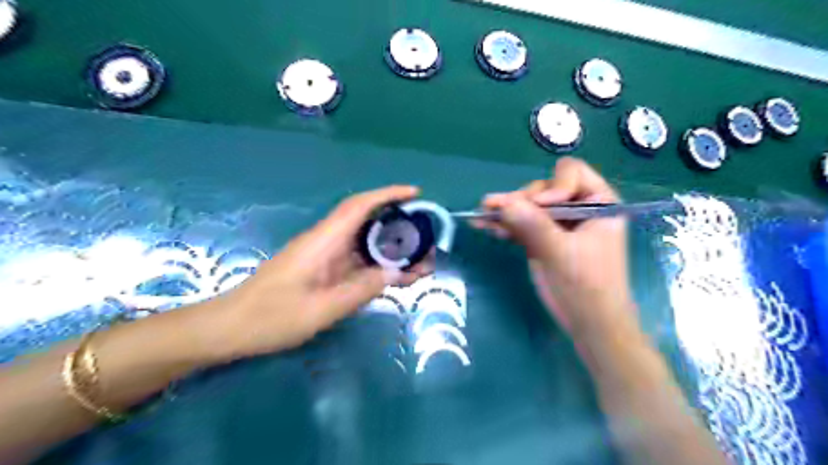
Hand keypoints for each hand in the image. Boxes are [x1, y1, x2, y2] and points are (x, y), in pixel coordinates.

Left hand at [202, 185, 434, 359]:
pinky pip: (358, 263)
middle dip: (400, 227)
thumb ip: (362, 289)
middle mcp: (327, 242)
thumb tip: (398, 273)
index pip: (359, 206)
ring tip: (421, 264)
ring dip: (393, 251)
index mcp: (323, 241)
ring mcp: (326, 257)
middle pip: (368, 224)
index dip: (388, 195)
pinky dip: (379, 267)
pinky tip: (397, 278)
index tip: (415, 194)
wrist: (232, 328)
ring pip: (366, 245)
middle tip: (427, 241)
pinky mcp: (325, 271)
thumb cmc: (271, 316)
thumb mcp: (322, 308)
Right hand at [472, 158, 634, 341]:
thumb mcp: (560, 252)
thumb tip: (503, 202)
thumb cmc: (586, 287)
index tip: (538, 207)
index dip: (552, 186)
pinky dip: (507, 226)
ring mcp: (559, 225)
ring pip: (529, 207)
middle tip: (496, 210)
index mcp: (597, 203)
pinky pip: (523, 225)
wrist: (589, 324)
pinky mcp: (544, 239)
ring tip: (482, 215)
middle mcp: (578, 208)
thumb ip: (533, 225)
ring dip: (506, 211)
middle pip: (544, 189)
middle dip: (521, 200)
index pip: (571, 174)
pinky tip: (487, 226)